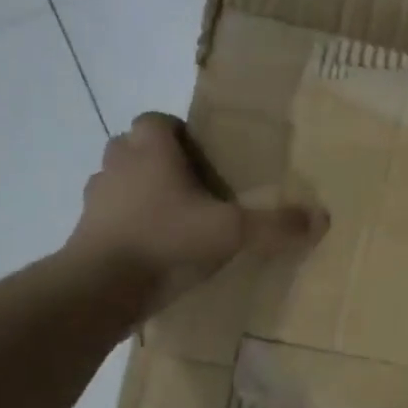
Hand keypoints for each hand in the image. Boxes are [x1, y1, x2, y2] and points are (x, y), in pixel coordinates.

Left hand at [64, 112, 324, 316]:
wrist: (99, 288)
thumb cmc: (166, 241)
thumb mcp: (233, 233)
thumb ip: (276, 225)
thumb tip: (323, 218)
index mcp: (150, 151)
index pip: (156, 119)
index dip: (177, 131)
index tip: (203, 153)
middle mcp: (117, 166)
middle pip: (134, 146)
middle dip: (159, 159)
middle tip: (195, 184)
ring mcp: (95, 199)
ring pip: (118, 181)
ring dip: (141, 191)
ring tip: (176, 216)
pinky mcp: (85, 232)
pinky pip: (109, 216)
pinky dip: (128, 224)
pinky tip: (157, 246)